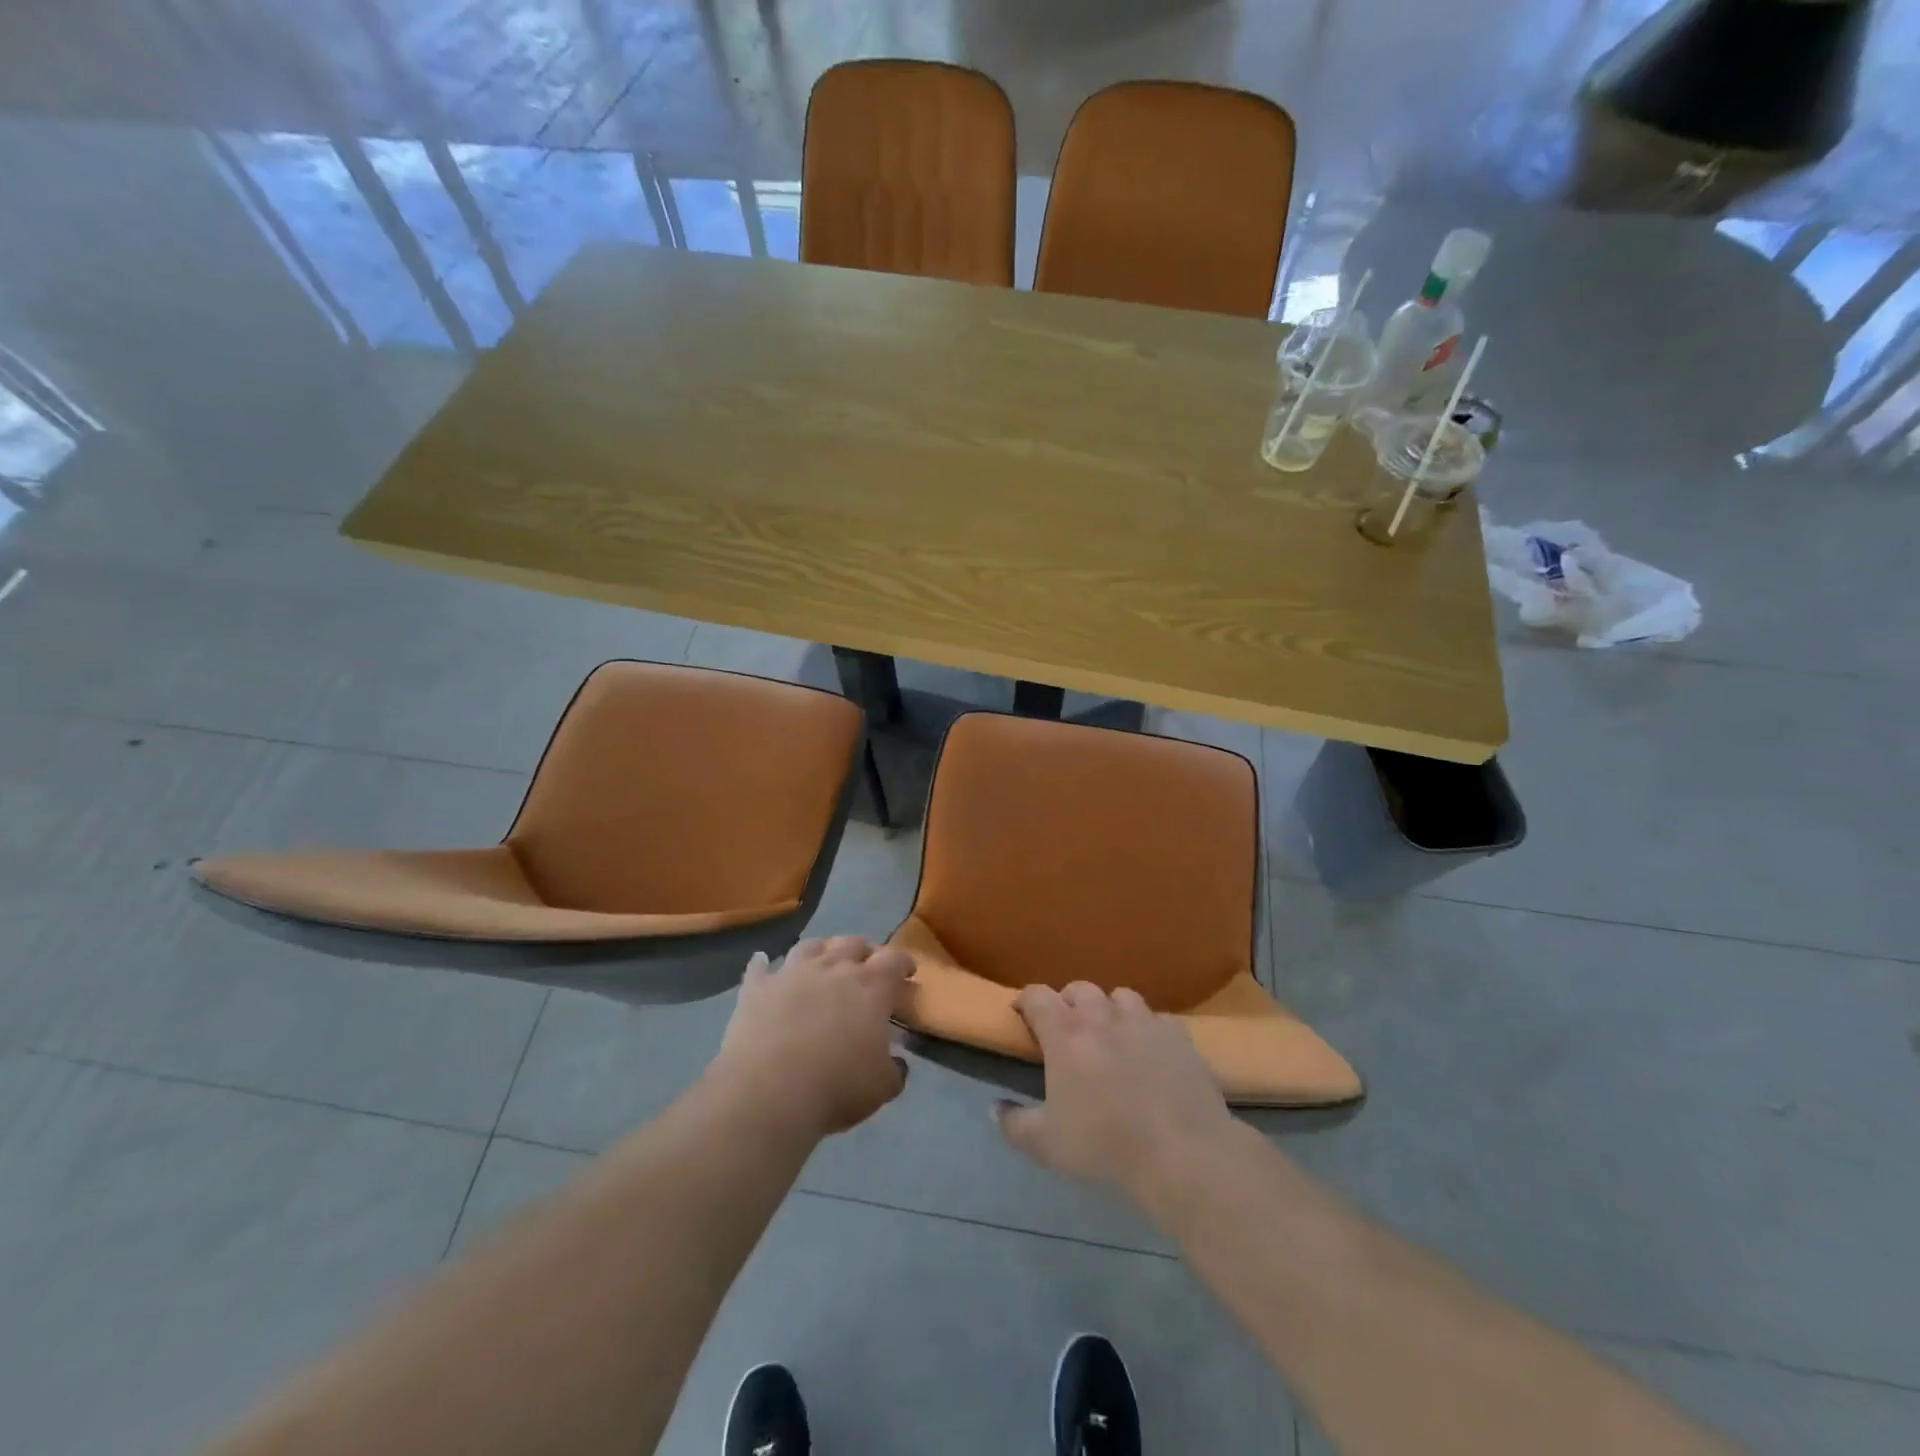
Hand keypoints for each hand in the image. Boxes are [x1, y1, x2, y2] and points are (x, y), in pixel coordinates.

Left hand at [712, 936, 913, 1138]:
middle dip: (864, 951)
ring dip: (822, 950)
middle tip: (867, 964)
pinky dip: (764, 965)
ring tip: (823, 959)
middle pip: (853, 944)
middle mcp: (834, 968)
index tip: (908, 972)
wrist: (769, 1090)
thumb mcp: (881, 1087)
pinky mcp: (758, 988)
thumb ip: (894, 1069)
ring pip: (811, 946)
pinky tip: (763, 963)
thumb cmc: (836, 1085)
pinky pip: (760, 967)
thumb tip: (896, 1062)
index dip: (904, 963)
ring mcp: (793, 973)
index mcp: (871, 986)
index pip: (894, 960)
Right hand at [995, 982, 1235, 1201]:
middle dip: (1067, 1003)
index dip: (1025, 1000)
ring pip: (1119, 996)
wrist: (1182, 1152)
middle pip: (1078, 988)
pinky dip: (1148, 1029)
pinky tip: (1150, 1052)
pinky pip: (1157, 1018)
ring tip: (1110, 1034)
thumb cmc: (1106, 1145)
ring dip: (1109, 1009)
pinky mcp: (1178, 1034)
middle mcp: (1102, 1015)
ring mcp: (1143, 1021)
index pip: (1036, 995)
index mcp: (1065, 1033)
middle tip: (1066, 1030)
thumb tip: (994, 1109)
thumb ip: (1014, 1124)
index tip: (1022, 1015)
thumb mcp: (1047, 1145)